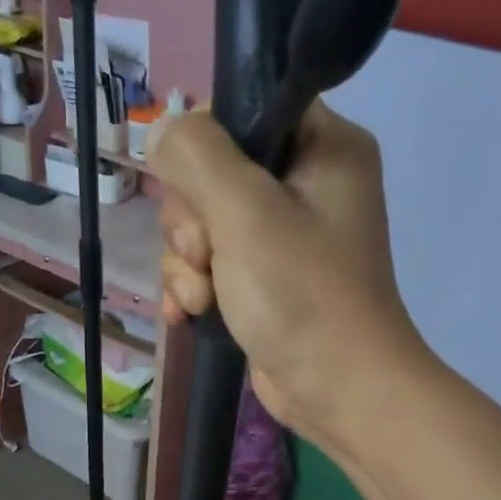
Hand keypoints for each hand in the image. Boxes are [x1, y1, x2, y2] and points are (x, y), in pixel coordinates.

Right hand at [149, 102, 426, 451]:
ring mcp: (281, 239)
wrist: (337, 390)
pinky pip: (209, 266)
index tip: (198, 193)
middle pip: (210, 174)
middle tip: (206, 258)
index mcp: (322, 146)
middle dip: (191, 224)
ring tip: (201, 301)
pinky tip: (187, 316)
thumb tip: (163, 131)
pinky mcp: (262, 282)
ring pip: (201, 225)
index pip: (242, 109)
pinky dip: (193, 290)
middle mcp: (304, 185)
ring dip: (186, 265)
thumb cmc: (302, 295)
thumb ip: (197, 155)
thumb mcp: (246, 211)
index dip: (203, 148)